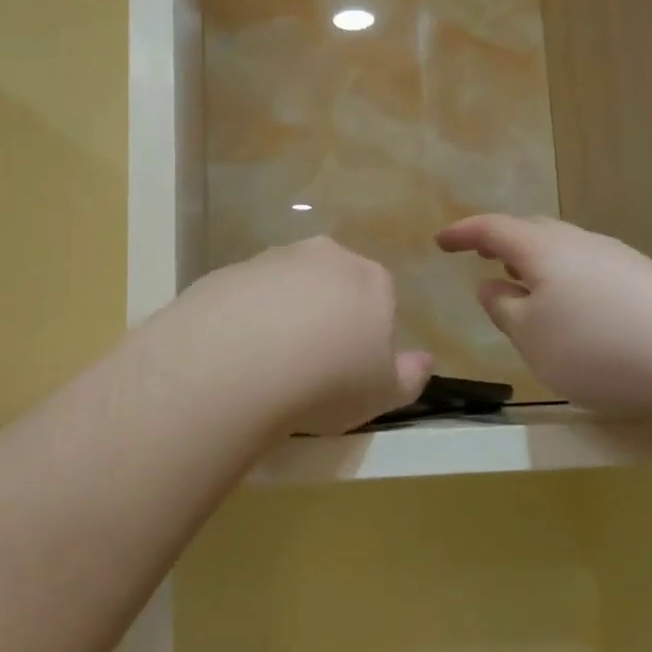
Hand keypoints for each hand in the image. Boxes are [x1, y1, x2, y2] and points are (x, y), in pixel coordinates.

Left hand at [168, 238, 431, 435]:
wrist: (239, 364)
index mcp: (371, 279)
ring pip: (286, 287)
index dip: (366, 335)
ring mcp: (272, 259)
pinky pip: (245, 297)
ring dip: (282, 316)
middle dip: (326, 316)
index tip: (350, 369)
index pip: (380, 299)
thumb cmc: (328, 380)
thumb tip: (424, 361)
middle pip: (332, 285)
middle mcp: (324, 256)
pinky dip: (244, 319)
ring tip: (269, 366)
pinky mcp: (227, 272)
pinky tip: (236, 355)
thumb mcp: (384, 394)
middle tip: (311, 366)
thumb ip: (410, 376)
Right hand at [436, 214, 651, 425]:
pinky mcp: (649, 282)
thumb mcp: (532, 337)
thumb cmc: (598, 347)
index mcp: (544, 249)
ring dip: (536, 264)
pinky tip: (573, 310)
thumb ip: (504, 309)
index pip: (493, 228)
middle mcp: (582, 243)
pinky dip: (567, 282)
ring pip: (564, 251)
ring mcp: (620, 259)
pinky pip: (590, 271)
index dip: (463, 232)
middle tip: (481, 256)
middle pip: (533, 232)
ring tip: (523, 286)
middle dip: (502, 242)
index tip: (440, 241)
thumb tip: (491, 286)